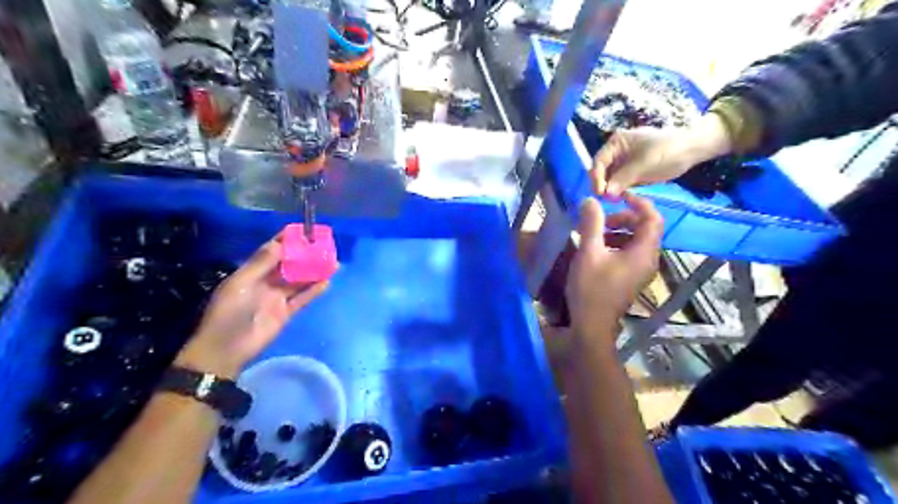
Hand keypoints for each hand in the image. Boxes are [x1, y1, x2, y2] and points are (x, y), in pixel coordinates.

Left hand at [175, 235, 327, 377]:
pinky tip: (327, 282)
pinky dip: (314, 290)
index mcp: (251, 272)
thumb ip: (261, 264)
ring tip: (333, 262)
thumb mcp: (241, 285)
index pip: (271, 250)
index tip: (304, 230)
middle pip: (289, 264)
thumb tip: (280, 243)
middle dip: (305, 254)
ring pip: (299, 280)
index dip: (286, 239)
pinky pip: (303, 298)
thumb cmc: (228, 314)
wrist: (226, 350)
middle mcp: (266, 282)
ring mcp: (277, 297)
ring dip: (314, 271)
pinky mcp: (286, 312)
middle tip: (325, 246)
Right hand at [563, 193, 660, 342]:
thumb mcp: (588, 254)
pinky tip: (594, 247)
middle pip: (644, 228)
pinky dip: (615, 243)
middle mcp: (648, 260)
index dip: (638, 203)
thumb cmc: (591, 289)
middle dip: (623, 217)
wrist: (591, 325)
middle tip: (599, 217)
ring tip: (593, 231)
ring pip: (635, 240)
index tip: (617, 196)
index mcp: (644, 252)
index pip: (653, 218)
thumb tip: (591, 200)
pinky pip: (629, 252)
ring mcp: (640, 270)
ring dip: (616, 230)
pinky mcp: (630, 277)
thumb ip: (591, 224)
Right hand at [595, 115, 732, 198]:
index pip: (598, 162)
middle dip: (603, 185)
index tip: (600, 193)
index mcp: (615, 143)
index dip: (596, 178)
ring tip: (616, 200)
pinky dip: (619, 192)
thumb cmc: (668, 151)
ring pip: (609, 180)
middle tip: (608, 200)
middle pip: (601, 172)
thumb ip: (623, 178)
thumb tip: (605, 194)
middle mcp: (615, 153)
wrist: (691, 151)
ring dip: (611, 190)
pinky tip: (623, 198)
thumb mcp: (644, 164)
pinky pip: (619, 184)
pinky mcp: (630, 173)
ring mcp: (622, 163)